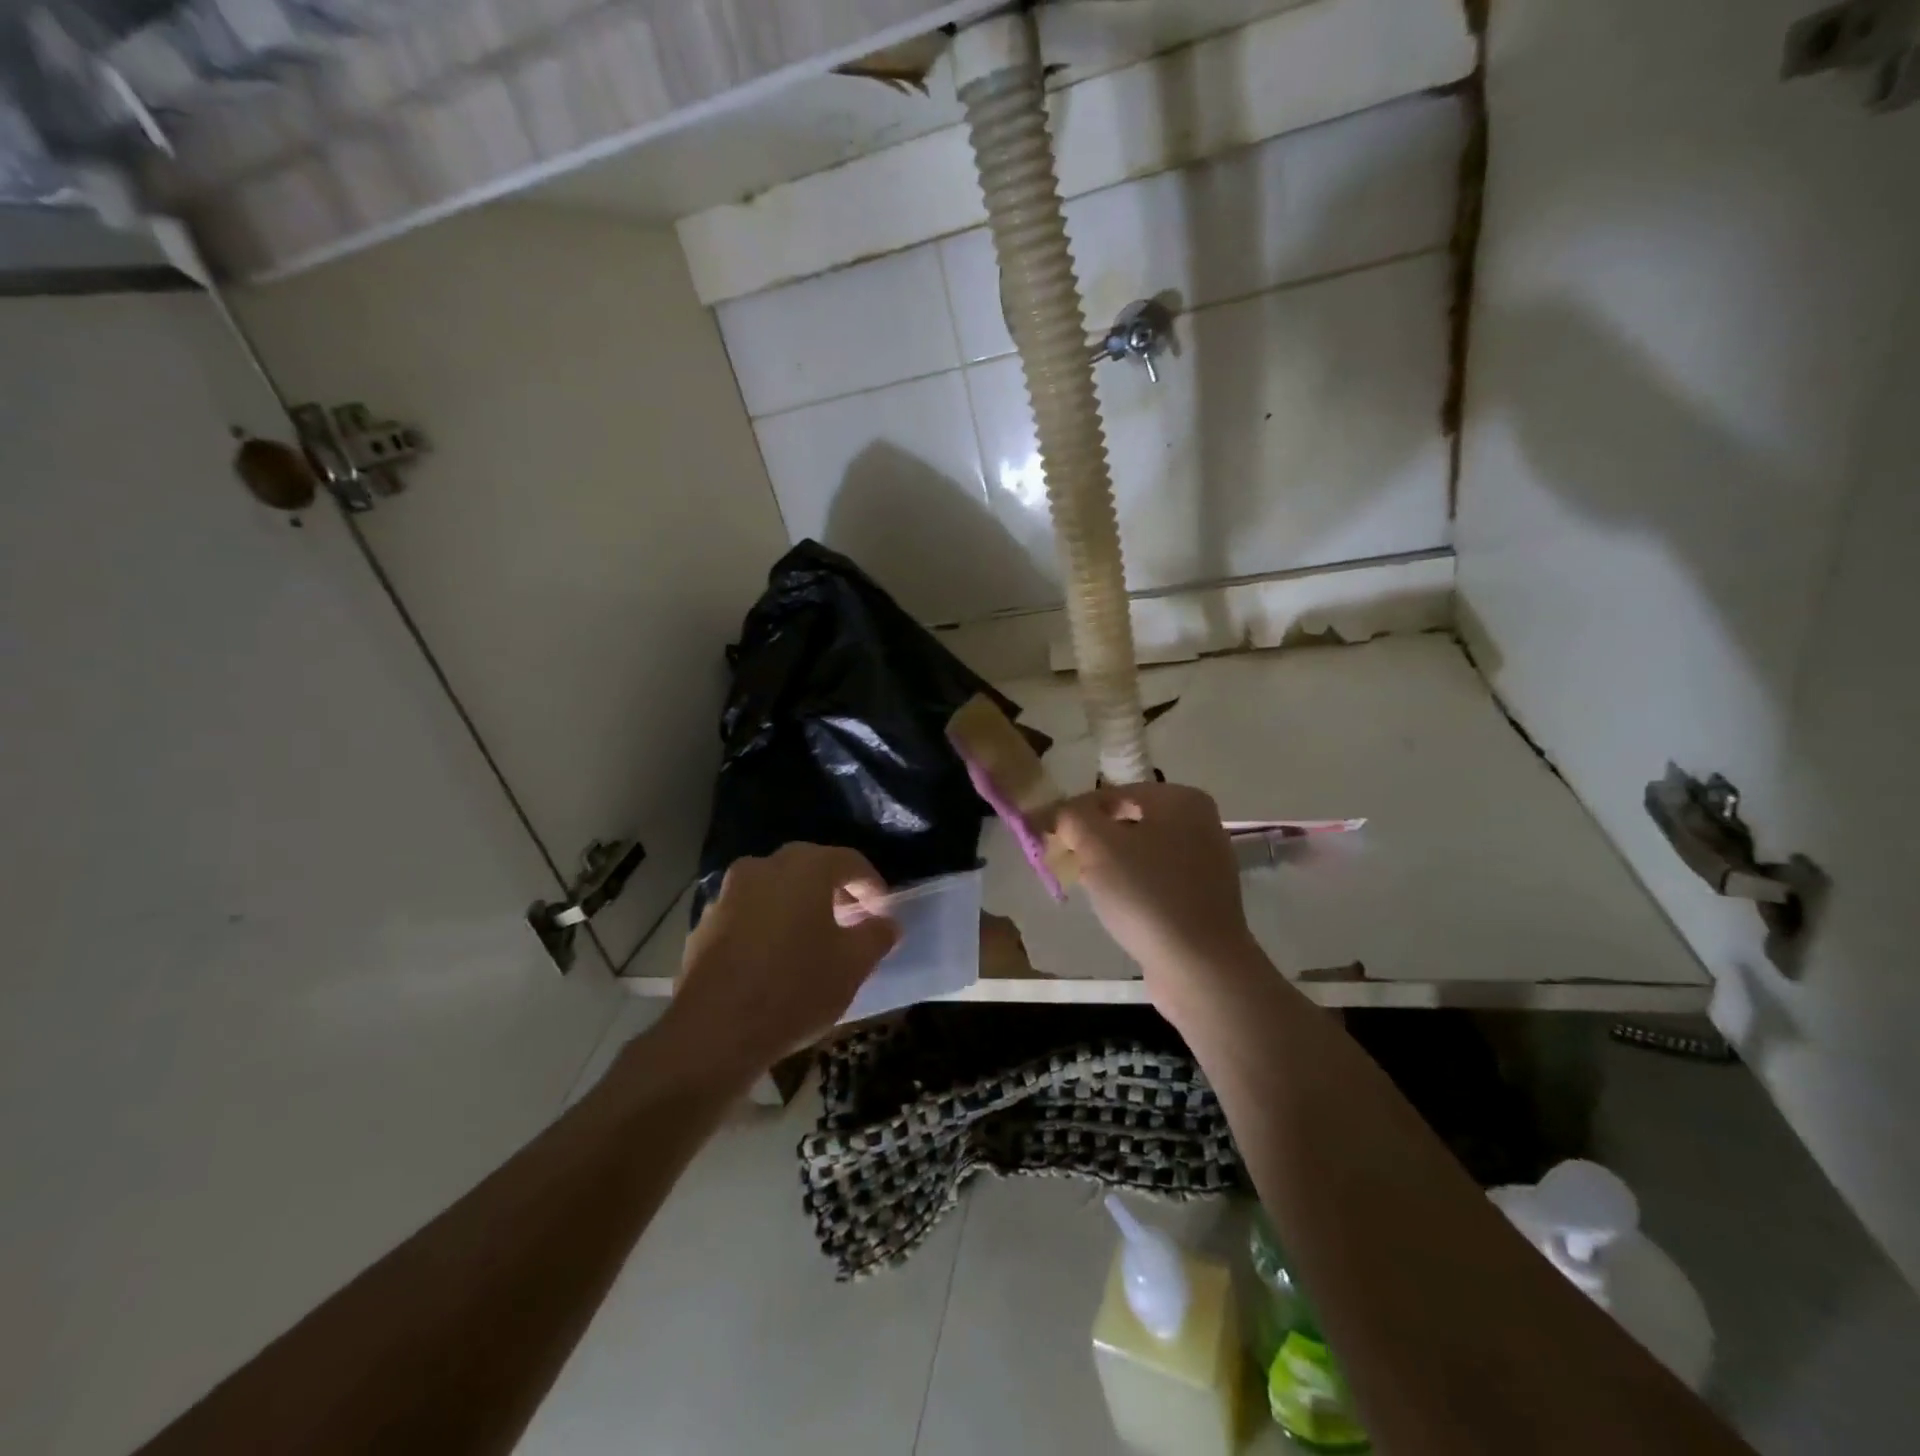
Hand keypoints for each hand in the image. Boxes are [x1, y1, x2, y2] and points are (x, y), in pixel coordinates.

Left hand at [667, 844, 900, 1079]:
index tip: (882, 913)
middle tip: (850, 922)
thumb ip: (876, 936)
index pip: (850, 861)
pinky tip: (774, 958)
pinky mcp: (704, 923)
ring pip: (775, 888)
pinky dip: (767, 924)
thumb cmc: (795, 988)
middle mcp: (764, 866)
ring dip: (797, 906)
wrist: (715, 1031)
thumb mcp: (853, 965)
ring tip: (812, 941)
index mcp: (805, 867)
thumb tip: (886, 923)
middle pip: (809, 868)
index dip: (872, 885)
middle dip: (834, 891)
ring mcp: (728, 892)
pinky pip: (748, 912)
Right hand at [1053, 783, 1261, 1013]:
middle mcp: (1200, 823)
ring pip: (1141, 852)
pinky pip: (1157, 880)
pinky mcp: (1204, 899)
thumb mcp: (1098, 846)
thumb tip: (1056, 814)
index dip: (1073, 812)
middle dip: (1091, 839)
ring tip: (1086, 885)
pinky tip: (1117, 907)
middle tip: (1063, 860)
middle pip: (1127, 821)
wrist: (1200, 967)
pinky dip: (1132, 887)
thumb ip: (1071, 818)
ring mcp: (1206, 863)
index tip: (1044, 834)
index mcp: (1180, 799)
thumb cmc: (1147, 894)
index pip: (1111, 794)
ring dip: (1109, 864)